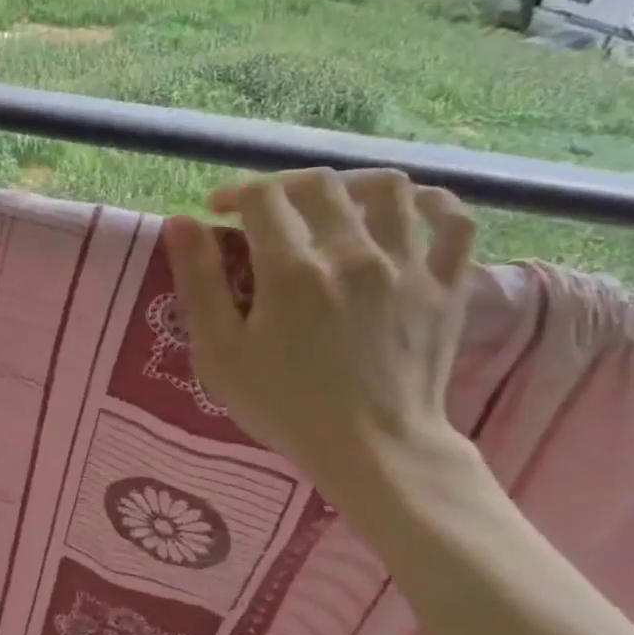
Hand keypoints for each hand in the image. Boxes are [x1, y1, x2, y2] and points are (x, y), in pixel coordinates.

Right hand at [161, 168, 476, 501]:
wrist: (376, 451)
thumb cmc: (286, 407)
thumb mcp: (220, 354)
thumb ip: (198, 283)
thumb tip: (181, 222)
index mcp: (293, 271)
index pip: (262, 197)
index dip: (234, 193)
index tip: (219, 211)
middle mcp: (354, 254)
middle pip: (320, 184)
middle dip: (283, 185)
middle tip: (266, 209)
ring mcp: (407, 266)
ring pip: (388, 188)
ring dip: (350, 184)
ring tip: (331, 204)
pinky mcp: (446, 285)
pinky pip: (453, 221)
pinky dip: (430, 203)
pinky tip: (407, 210)